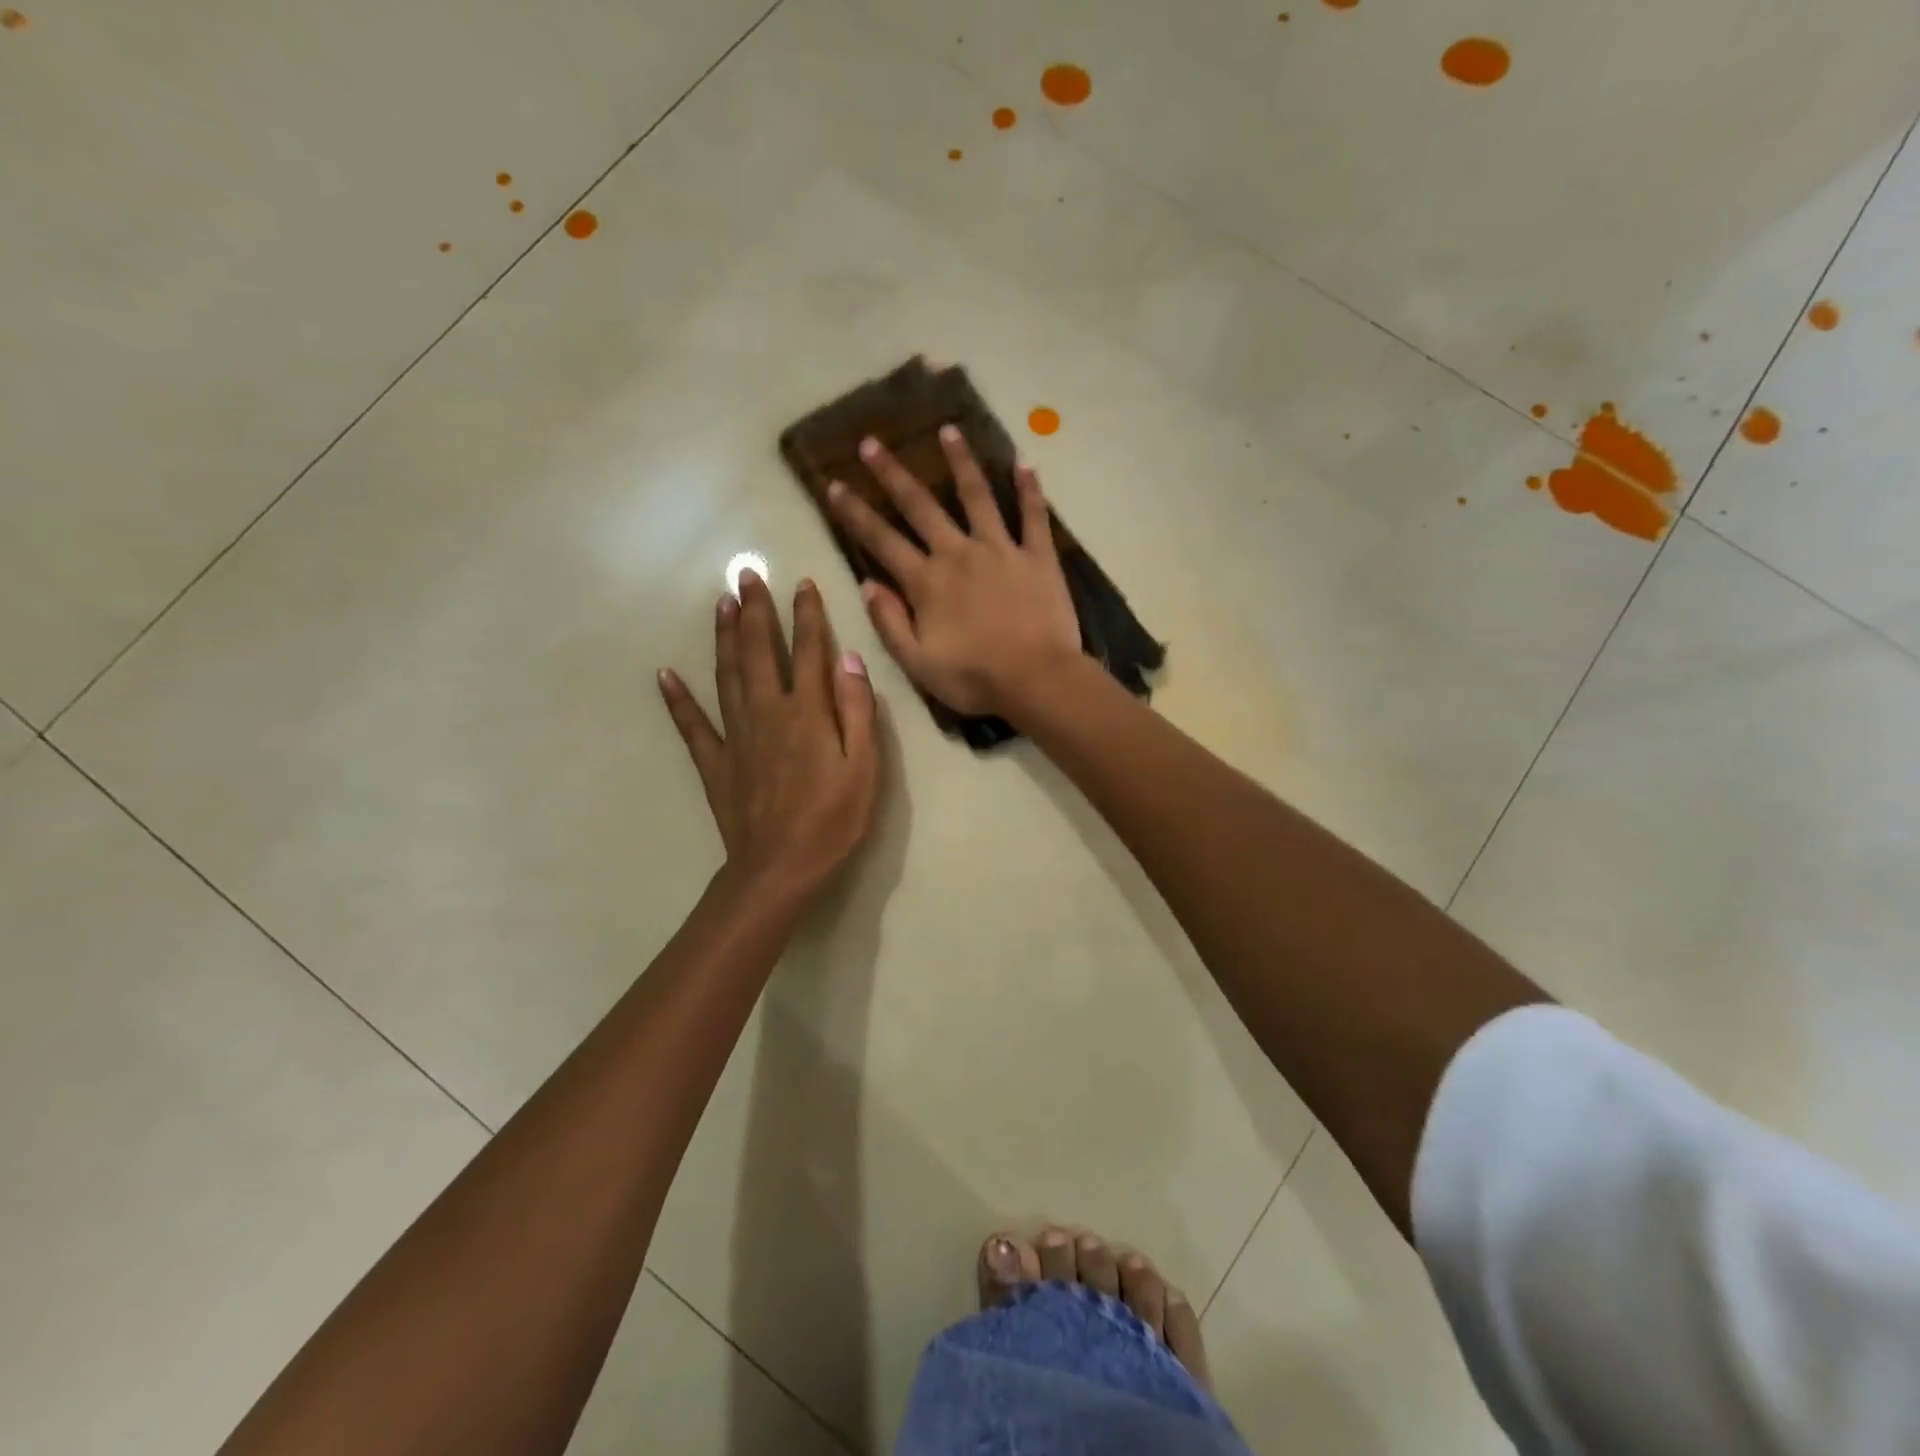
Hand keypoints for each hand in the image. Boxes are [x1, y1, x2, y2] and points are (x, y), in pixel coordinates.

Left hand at [659, 572, 879, 905]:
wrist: (779, 869)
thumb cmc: (833, 821)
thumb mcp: (864, 768)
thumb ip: (858, 711)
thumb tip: (849, 659)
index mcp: (807, 713)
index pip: (808, 652)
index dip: (807, 615)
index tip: (801, 583)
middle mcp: (767, 713)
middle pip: (758, 652)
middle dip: (754, 611)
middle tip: (746, 575)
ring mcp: (736, 737)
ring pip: (726, 675)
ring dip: (723, 637)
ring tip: (720, 604)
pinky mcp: (716, 763)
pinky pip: (692, 725)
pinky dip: (677, 699)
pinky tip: (665, 675)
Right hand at [826, 427, 1081, 718]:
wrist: (1036, 680)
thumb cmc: (974, 678)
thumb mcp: (917, 663)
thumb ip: (889, 622)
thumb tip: (866, 584)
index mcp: (927, 582)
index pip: (881, 540)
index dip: (855, 512)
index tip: (834, 485)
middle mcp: (959, 554)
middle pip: (921, 506)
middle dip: (893, 473)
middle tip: (872, 442)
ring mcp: (1001, 550)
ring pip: (977, 496)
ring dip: (960, 462)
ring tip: (948, 431)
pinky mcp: (1038, 556)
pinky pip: (1033, 516)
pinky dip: (1029, 490)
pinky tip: (1024, 463)